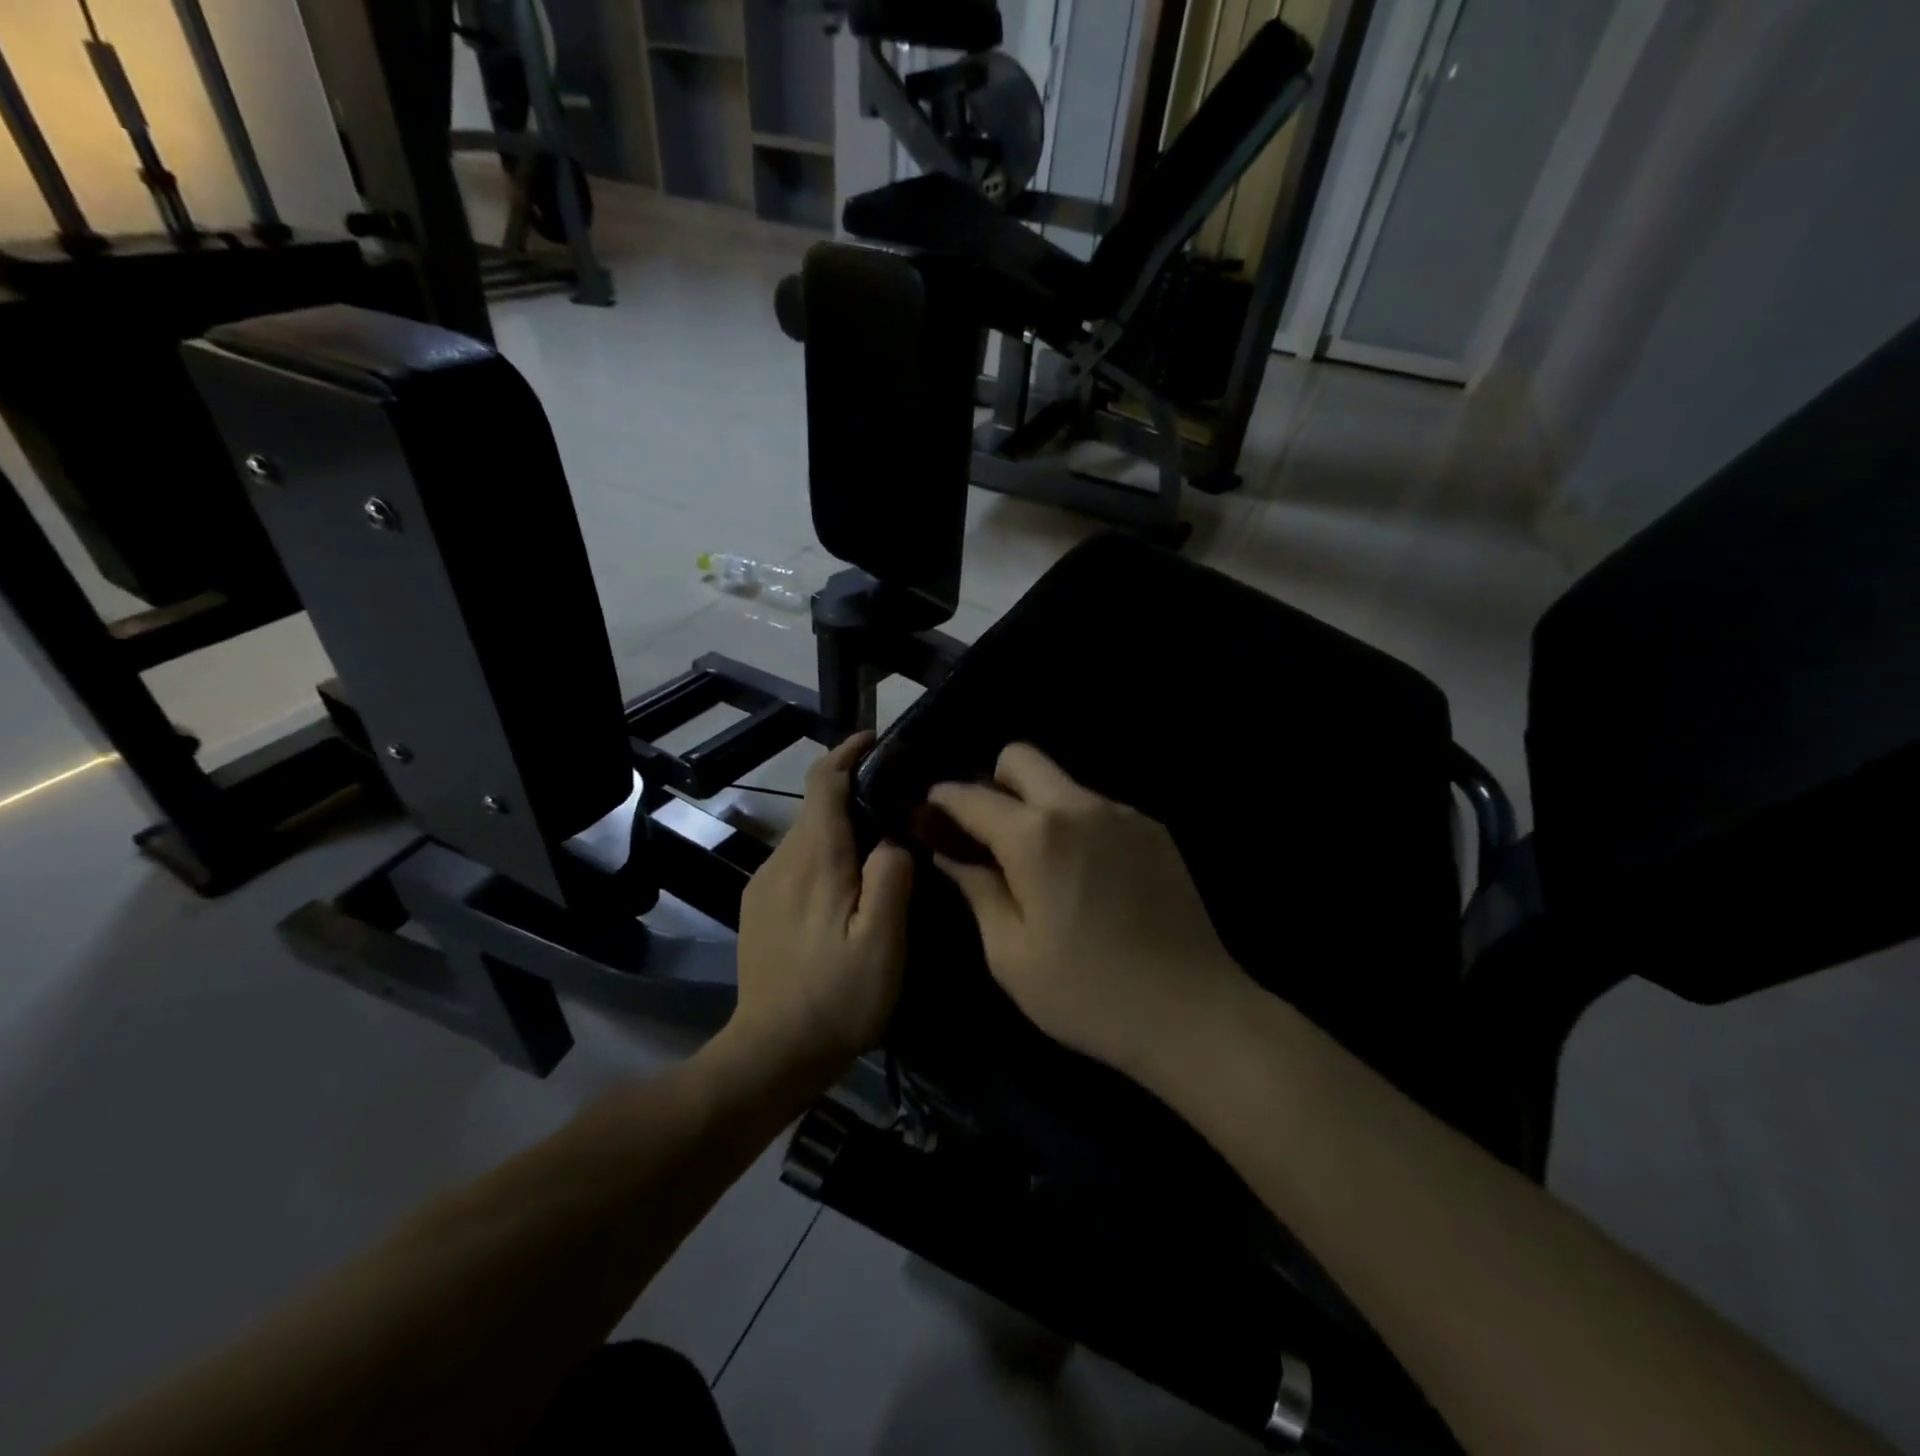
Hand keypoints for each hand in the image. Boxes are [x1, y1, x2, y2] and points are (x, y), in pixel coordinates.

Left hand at [731, 733, 914, 1078]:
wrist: (771, 1053)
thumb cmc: (836, 997)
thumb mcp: (883, 940)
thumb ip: (892, 876)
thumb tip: (894, 835)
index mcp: (814, 857)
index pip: (823, 780)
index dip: (847, 752)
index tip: (875, 739)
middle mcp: (782, 859)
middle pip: (816, 806)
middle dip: (853, 792)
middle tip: (900, 801)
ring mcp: (764, 885)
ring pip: (808, 837)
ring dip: (841, 828)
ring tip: (883, 843)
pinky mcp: (759, 909)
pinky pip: (797, 863)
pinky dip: (826, 855)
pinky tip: (850, 886)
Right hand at [927, 744, 1246, 1076]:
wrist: (1193, 1012)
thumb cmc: (1088, 993)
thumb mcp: (1011, 954)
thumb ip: (977, 890)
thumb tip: (950, 854)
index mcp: (1036, 836)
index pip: (972, 795)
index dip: (942, 800)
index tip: (928, 814)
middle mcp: (1080, 807)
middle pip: (1022, 758)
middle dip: (992, 782)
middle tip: (987, 834)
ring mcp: (1124, 814)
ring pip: (1063, 784)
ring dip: (1038, 807)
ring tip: (1040, 864)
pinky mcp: (1154, 831)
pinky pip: (1098, 809)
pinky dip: (1077, 826)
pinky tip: (1086, 877)